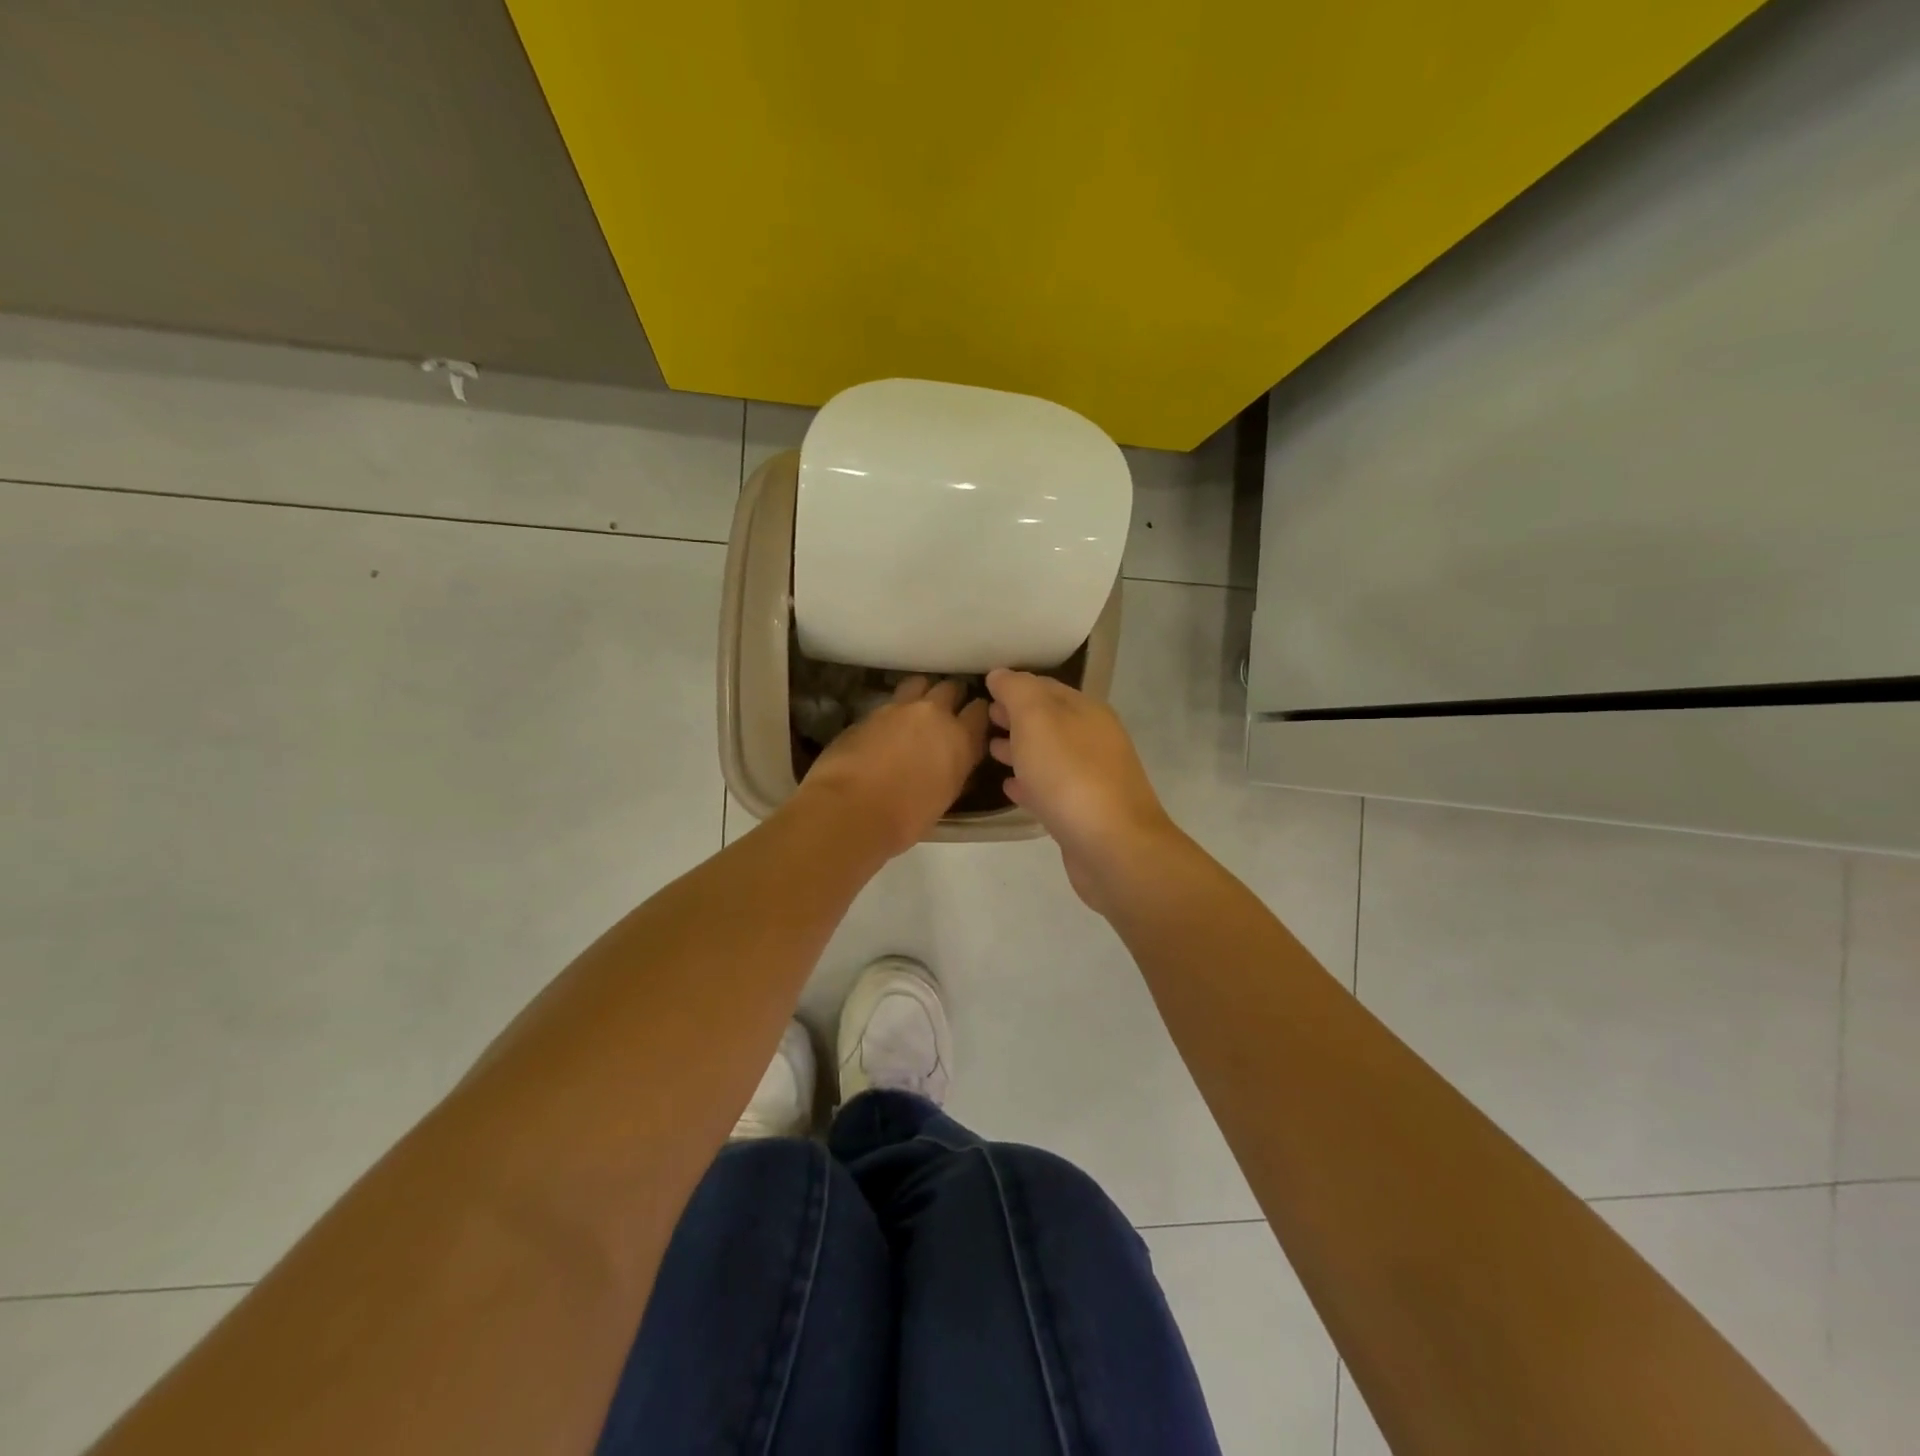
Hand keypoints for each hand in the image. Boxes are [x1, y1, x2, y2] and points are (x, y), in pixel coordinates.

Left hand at [796, 676, 988, 857]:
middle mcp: (934, 714)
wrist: (850, 810)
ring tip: (915, 710)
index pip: (980, 711)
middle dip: (950, 697)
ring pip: (919, 683)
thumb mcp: (944, 798)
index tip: (973, 723)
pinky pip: (889, 702)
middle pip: (950, 688)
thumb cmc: (905, 818)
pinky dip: (893, 710)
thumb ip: (954, 771)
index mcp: (960, 739)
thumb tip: (954, 764)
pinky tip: (885, 728)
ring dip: (921, 693)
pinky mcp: (869, 711)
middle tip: (944, 714)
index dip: (977, 715)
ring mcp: (899, 708)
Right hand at [985, 669, 1179, 912]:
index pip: (1045, 687)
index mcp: (1086, 711)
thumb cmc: (1070, 775)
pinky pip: (1050, 789)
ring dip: (1020, 749)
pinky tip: (1009, 787)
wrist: (1112, 847)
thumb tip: (1001, 674)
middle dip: (1016, 717)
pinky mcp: (1083, 812)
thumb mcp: (1037, 719)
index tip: (983, 689)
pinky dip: (1029, 783)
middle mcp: (1093, 739)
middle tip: (983, 718)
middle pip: (1049, 720)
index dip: (1013, 686)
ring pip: (1049, 754)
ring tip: (989, 750)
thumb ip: (1017, 692)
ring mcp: (1091, 777)